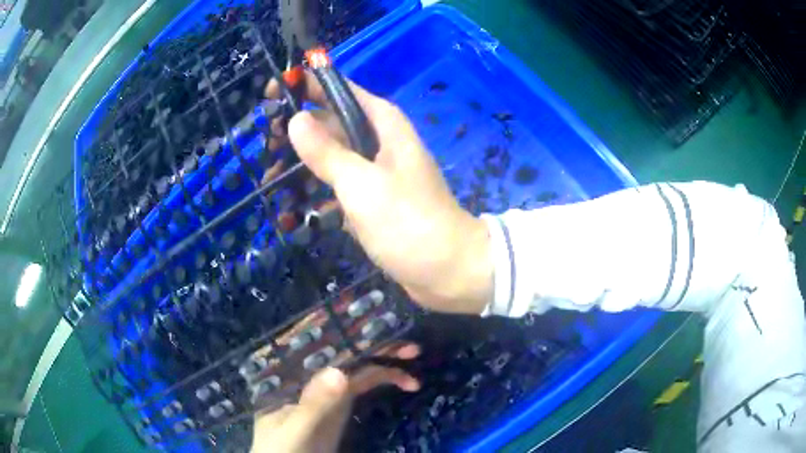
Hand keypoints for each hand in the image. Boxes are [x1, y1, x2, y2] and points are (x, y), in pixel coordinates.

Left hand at [251, 343, 420, 452]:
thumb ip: (314, 405)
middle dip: (373, 342)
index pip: (315, 342)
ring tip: (413, 353)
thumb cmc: (280, 448)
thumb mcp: (296, 429)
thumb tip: (339, 372)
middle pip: (342, 350)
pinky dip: (387, 380)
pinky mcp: (342, 402)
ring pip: (358, 364)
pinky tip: (408, 382)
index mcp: (289, 371)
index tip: (373, 317)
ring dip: (385, 358)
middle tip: (407, 340)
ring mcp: (326, 386)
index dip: (343, 327)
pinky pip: (366, 384)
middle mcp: (309, 371)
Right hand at [266, 73, 492, 314]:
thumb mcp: (361, 184)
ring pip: (332, 157)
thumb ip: (327, 151)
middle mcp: (379, 142)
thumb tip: (297, 118)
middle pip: (332, 123)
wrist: (447, 271)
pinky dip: (318, 194)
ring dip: (303, 165)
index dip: (307, 86)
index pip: (340, 91)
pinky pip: (339, 188)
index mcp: (383, 124)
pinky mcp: (373, 201)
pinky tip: (294, 210)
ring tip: (270, 179)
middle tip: (265, 147)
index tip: (272, 92)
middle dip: (298, 131)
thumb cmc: (408, 222)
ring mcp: (376, 173)